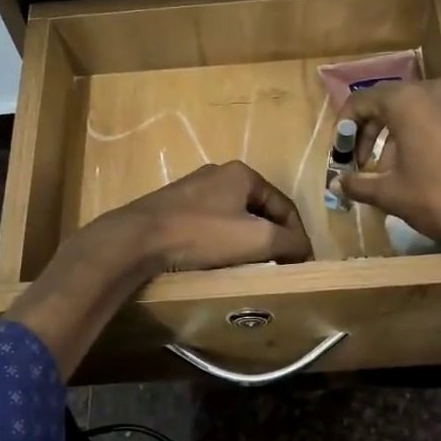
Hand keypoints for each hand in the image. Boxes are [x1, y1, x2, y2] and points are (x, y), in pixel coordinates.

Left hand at [116, 160, 311, 270]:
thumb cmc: (202, 235)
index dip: (297, 235)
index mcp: (242, 174)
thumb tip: (303, 250)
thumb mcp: (256, 239)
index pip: (284, 205)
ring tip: (249, 266)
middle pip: (258, 210)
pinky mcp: (170, 207)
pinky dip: (219, 242)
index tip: (301, 263)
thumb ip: (289, 242)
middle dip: (271, 237)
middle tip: (277, 265)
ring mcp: (191, 189)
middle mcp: (218, 174)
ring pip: (232, 218)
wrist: (138, 240)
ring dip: (245, 241)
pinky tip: (216, 260)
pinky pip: (208, 225)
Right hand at [339, 82, 440, 266]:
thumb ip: (359, 185)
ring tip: (389, 172)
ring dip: (394, 137)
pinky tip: (421, 170)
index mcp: (407, 100)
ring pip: (414, 111)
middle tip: (360, 164)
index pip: (360, 102)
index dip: (343, 128)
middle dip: (368, 133)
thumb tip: (336, 183)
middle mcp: (433, 91)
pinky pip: (438, 119)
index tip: (339, 155)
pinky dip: (421, 137)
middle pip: (388, 103)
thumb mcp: (392, 195)